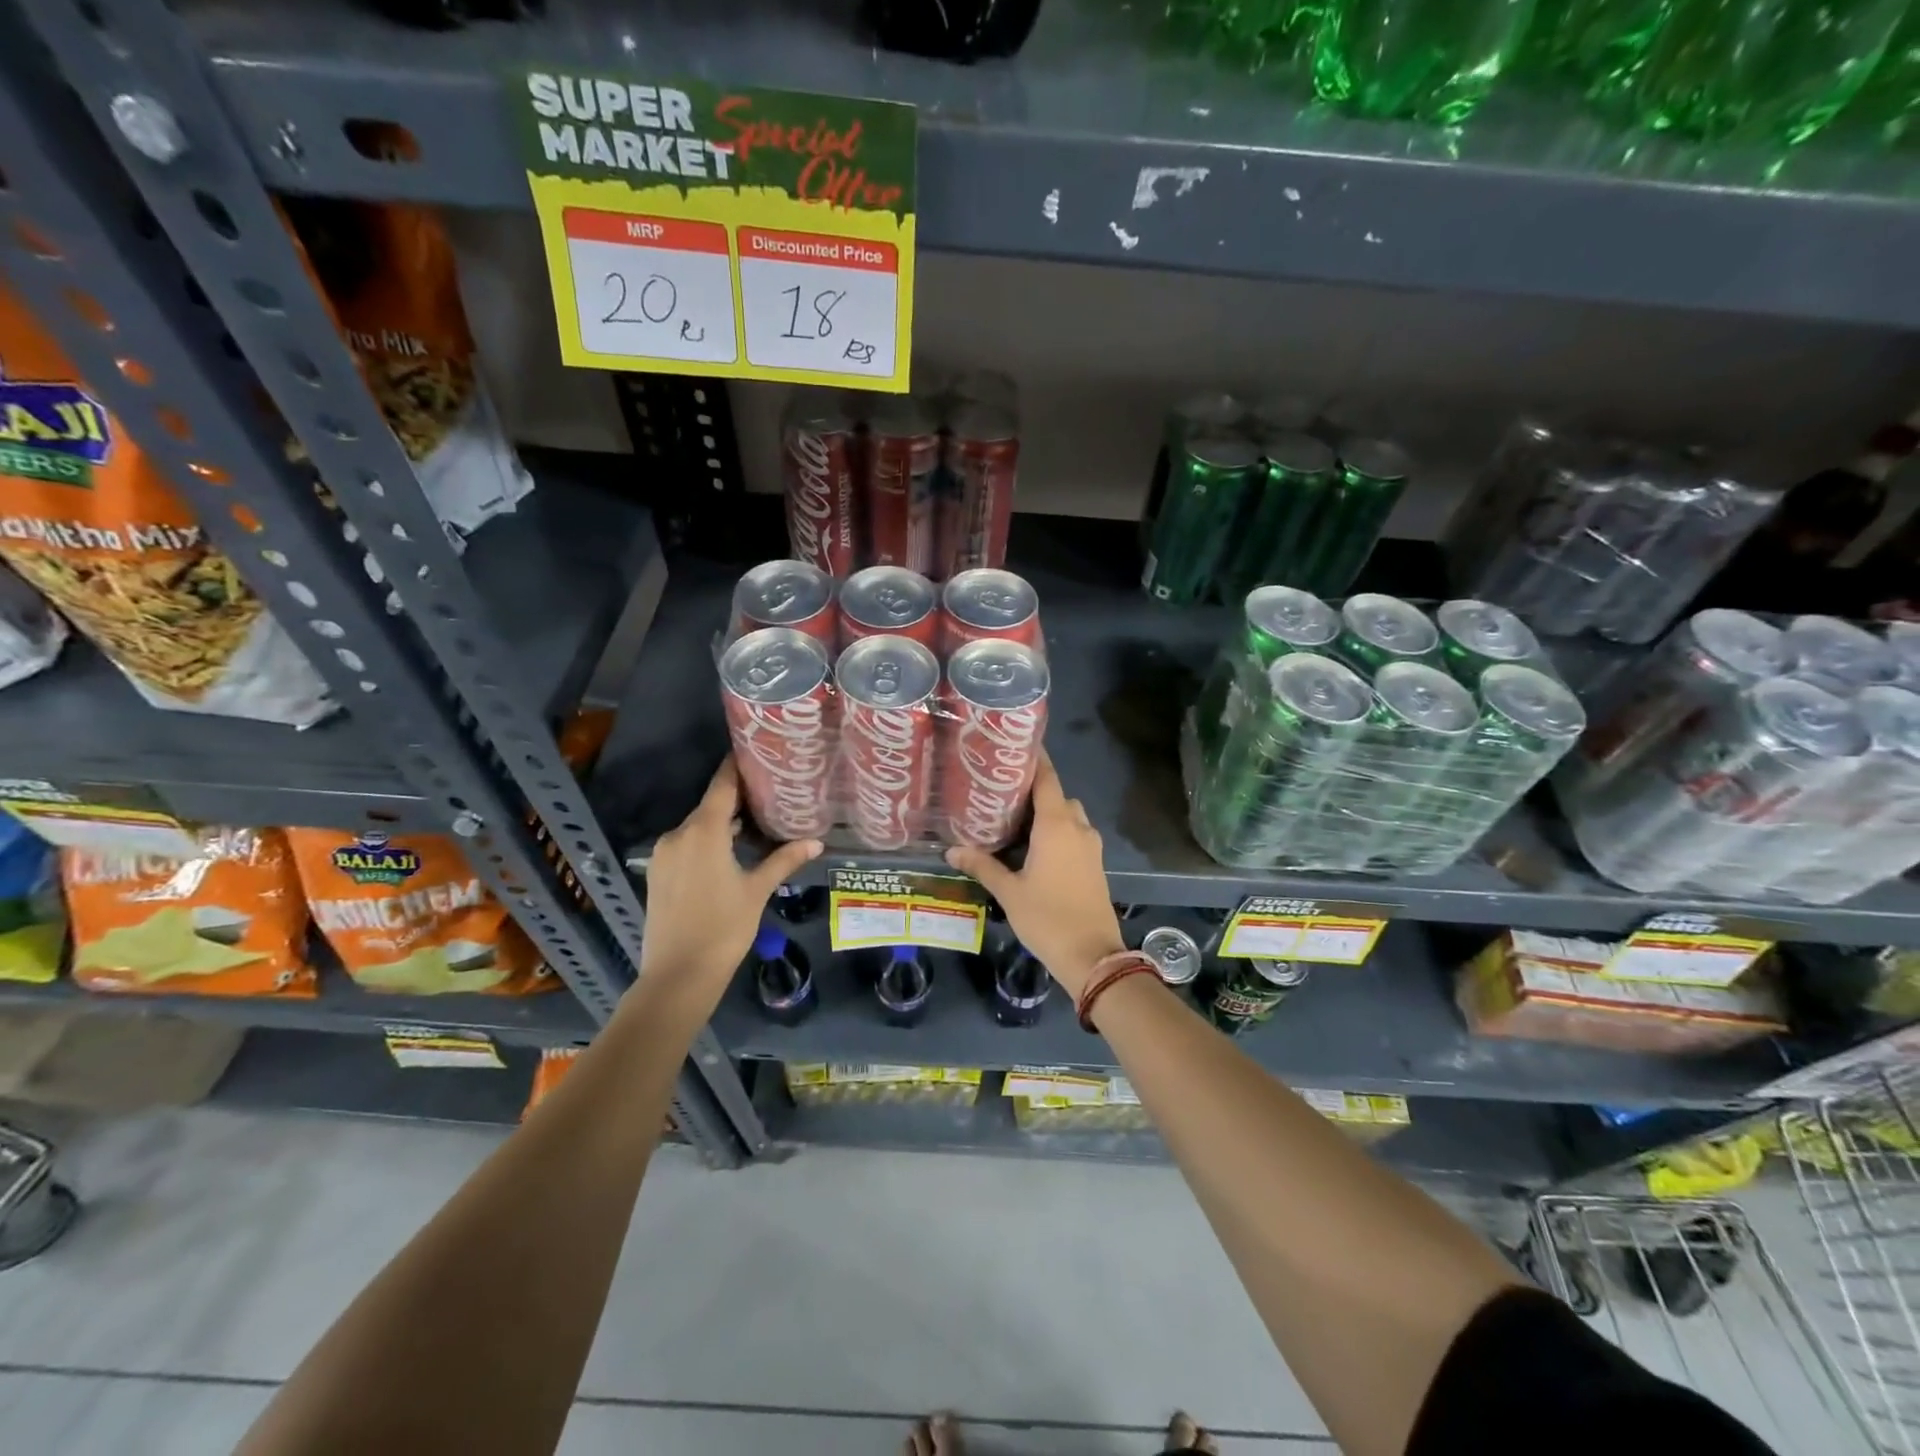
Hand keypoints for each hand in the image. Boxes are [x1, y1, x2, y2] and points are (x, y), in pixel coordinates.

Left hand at [638, 758, 821, 1000]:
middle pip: (710, 806)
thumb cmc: (723, 928)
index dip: (738, 766)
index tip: (756, 752)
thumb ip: (783, 860)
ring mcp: (664, 854)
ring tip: (754, 824)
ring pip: (698, 828)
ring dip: (722, 824)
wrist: (677, 975)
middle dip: (737, 799)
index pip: (722, 785)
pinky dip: (707, 842)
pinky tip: (729, 853)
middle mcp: (678, 834)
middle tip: (769, 793)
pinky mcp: (657, 873)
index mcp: (703, 831)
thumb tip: (815, 842)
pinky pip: (686, 845)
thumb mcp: (757, 890)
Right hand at [945, 751, 1123, 998]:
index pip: (1047, 778)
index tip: (1014, 747)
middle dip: (1034, 791)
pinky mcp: (1095, 864)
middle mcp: (1078, 827)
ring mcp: (1090, 846)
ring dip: (1048, 814)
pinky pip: (1075, 835)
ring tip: (1015, 822)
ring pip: (1069, 816)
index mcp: (1057, 825)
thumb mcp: (1009, 891)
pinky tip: (1034, 848)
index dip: (1034, 760)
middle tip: (1003, 794)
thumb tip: (952, 850)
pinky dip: (1058, 832)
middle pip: (1057, 795)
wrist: (1093, 956)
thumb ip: (982, 865)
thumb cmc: (1048, 918)